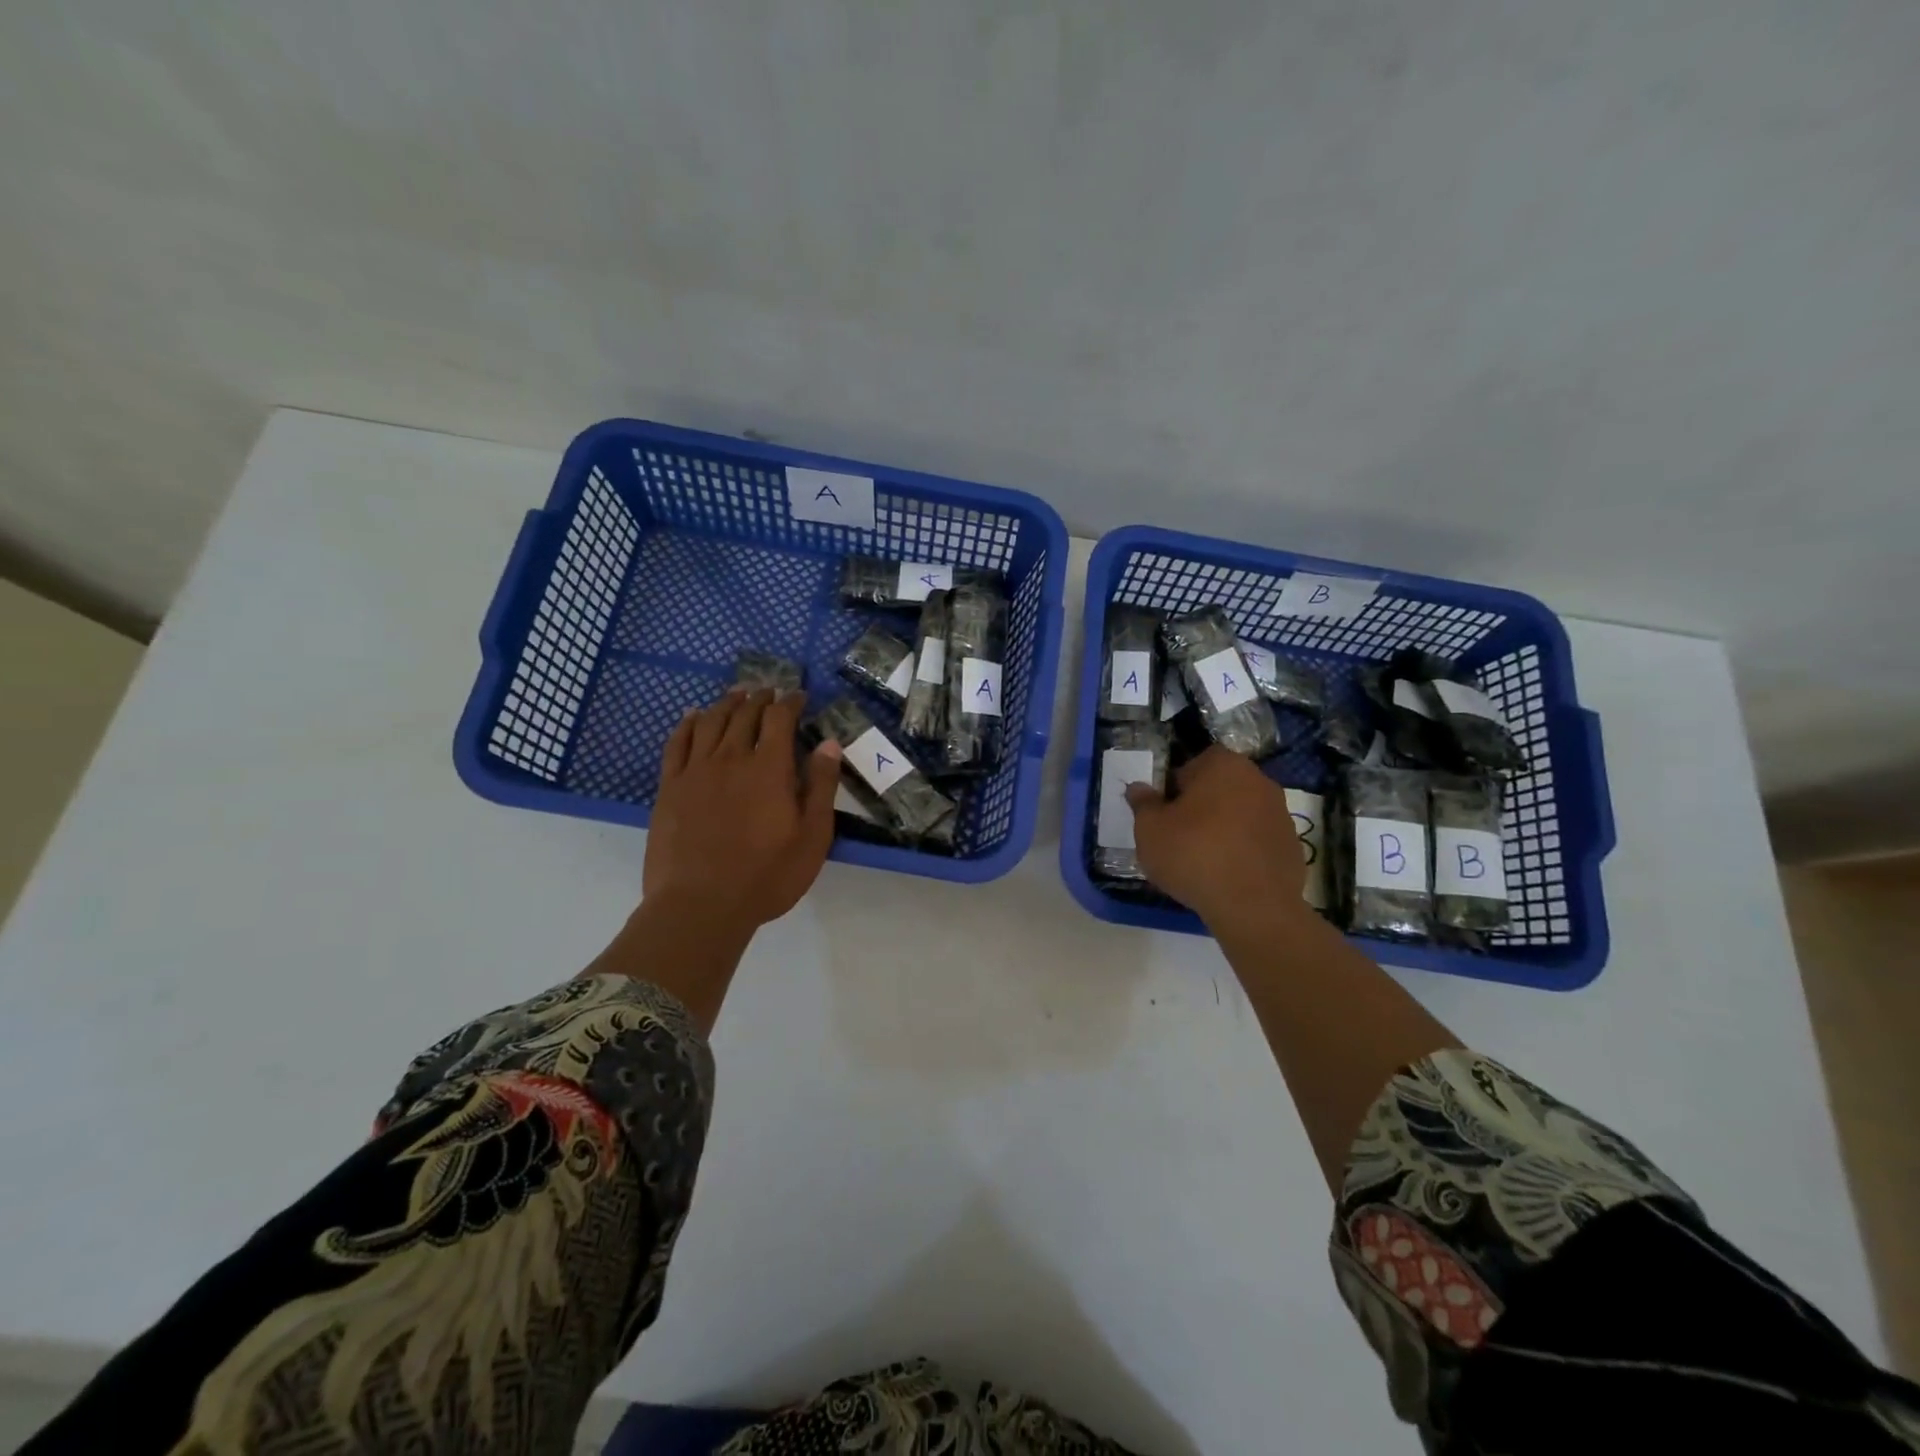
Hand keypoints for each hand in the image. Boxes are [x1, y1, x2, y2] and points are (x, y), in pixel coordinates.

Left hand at [644, 688, 841, 927]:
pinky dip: (687, 724)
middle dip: (760, 698)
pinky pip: (677, 743)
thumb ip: (822, 787)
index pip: (780, 719)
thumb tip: (829, 744)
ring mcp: (696, 771)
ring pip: (710, 722)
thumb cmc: (767, 875)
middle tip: (768, 691)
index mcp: (770, 768)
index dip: (790, 702)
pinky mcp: (670, 788)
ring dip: (726, 703)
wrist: (701, 905)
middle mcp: (731, 758)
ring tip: (736, 694)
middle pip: (744, 714)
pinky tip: (692, 716)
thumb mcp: (812, 836)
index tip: (798, 696)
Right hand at [1125, 747, 1308, 926]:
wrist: (1253, 906)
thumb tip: (1139, 788)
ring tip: (1203, 860)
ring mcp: (1280, 812)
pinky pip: (1257, 840)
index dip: (1173, 788)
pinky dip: (1243, 850)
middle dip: (1200, 806)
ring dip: (1223, 828)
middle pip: (1218, 787)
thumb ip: (1143, 804)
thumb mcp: (1149, 830)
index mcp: (1223, 765)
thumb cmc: (1193, 855)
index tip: (1164, 814)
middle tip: (1179, 836)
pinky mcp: (1291, 844)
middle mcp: (1257, 779)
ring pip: (1239, 813)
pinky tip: (1227, 874)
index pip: (1191, 765)